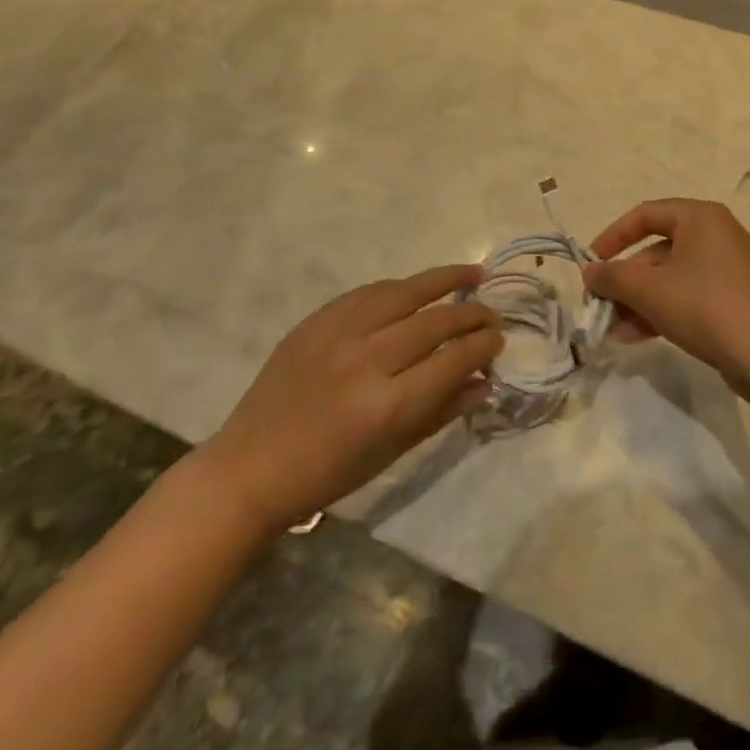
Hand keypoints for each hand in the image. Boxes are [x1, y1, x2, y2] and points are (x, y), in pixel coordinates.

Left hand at [196, 266, 500, 528]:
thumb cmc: (327, 474)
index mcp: (387, 404)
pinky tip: (417, 287)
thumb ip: (442, 410)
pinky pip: (368, 292)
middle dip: (472, 316)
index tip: (499, 340)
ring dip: (444, 280)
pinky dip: (400, 288)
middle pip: (434, 322)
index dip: (483, 346)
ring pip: (404, 292)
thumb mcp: (392, 451)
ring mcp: (337, 334)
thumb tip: (486, 380)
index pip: (453, 359)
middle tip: (493, 315)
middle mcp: (366, 360)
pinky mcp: (315, 321)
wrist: (250, 469)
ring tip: (473, 274)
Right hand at [582, 199, 749, 394]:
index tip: (591, 264)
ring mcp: (730, 269)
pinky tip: (636, 337)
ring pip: (671, 278)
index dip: (612, 236)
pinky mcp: (735, 299)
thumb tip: (588, 272)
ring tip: (613, 330)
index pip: (645, 214)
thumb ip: (613, 277)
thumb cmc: (705, 306)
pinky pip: (689, 296)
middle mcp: (717, 234)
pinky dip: (662, 311)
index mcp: (701, 217)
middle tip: (600, 305)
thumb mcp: (649, 290)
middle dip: (625, 280)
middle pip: (657, 249)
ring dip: (639, 301)